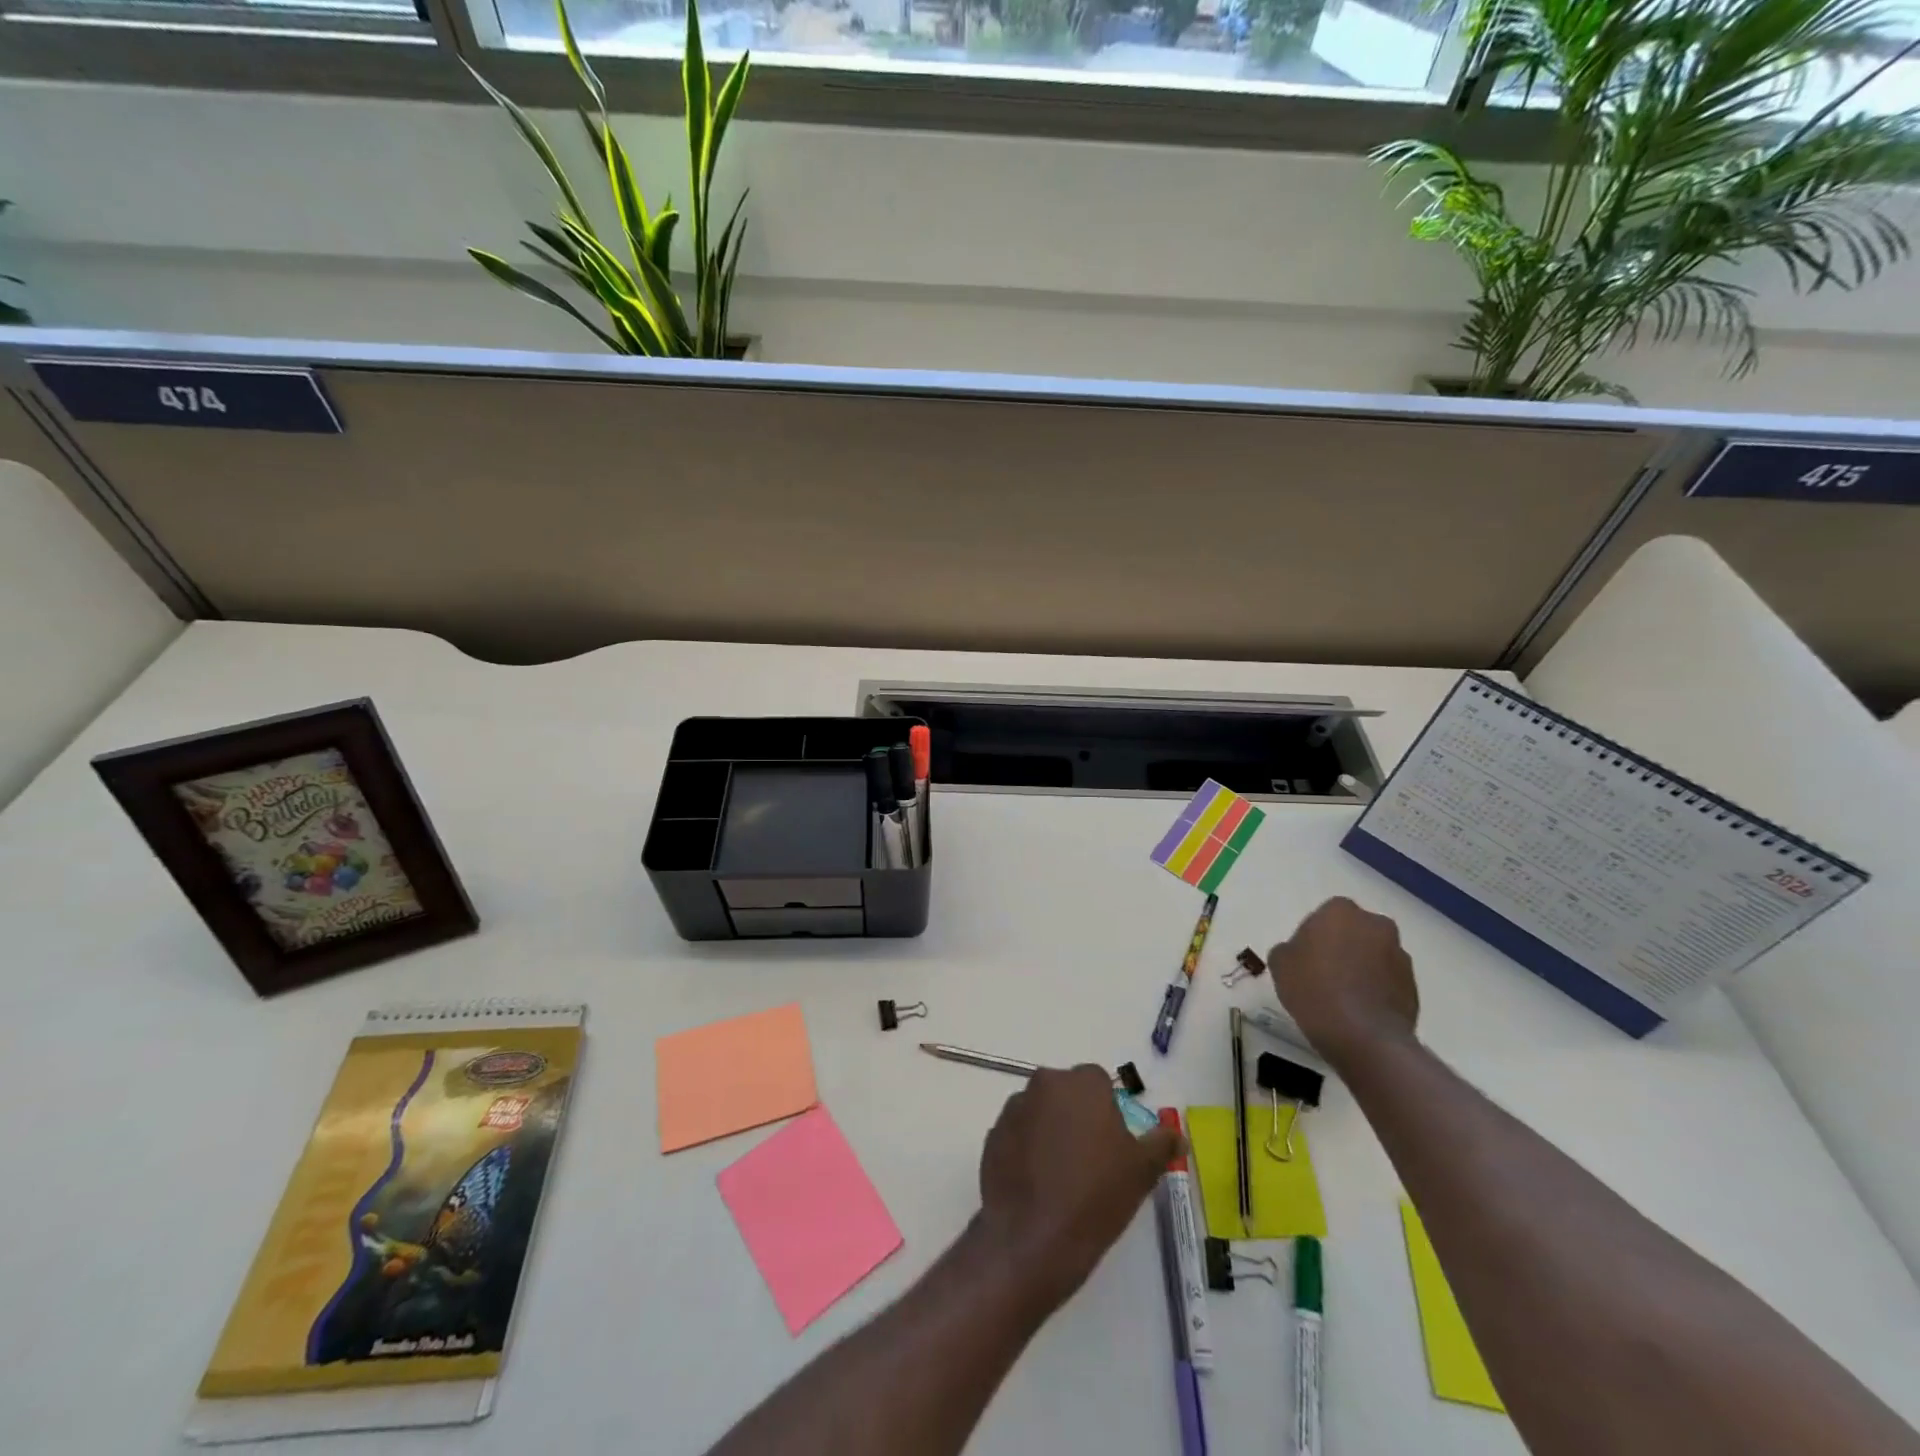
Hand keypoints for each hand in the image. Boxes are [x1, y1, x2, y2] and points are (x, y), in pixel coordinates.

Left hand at [975, 1066, 1177, 1312]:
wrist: (1034, 1238)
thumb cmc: (1096, 1197)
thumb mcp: (1141, 1172)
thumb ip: (1161, 1144)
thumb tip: (1176, 1134)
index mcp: (1081, 1083)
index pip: (1099, 1083)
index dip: (1108, 1112)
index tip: (1113, 1145)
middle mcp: (1044, 1083)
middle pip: (1067, 1093)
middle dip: (1078, 1117)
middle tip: (1091, 1161)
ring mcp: (1014, 1108)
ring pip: (1041, 1112)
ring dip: (1051, 1131)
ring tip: (1062, 1177)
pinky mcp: (992, 1134)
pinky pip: (1018, 1134)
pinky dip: (1028, 1150)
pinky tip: (1039, 1185)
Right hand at [1267, 896, 1419, 1068]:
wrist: (1364, 1037)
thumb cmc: (1315, 990)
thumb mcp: (1280, 964)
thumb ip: (1289, 949)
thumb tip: (1301, 953)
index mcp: (1340, 911)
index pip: (1325, 915)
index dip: (1314, 936)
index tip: (1305, 958)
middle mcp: (1375, 925)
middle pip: (1355, 931)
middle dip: (1343, 946)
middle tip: (1324, 972)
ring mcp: (1400, 955)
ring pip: (1375, 955)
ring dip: (1363, 967)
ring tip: (1344, 996)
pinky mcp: (1414, 986)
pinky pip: (1389, 980)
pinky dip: (1377, 989)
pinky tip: (1360, 1011)